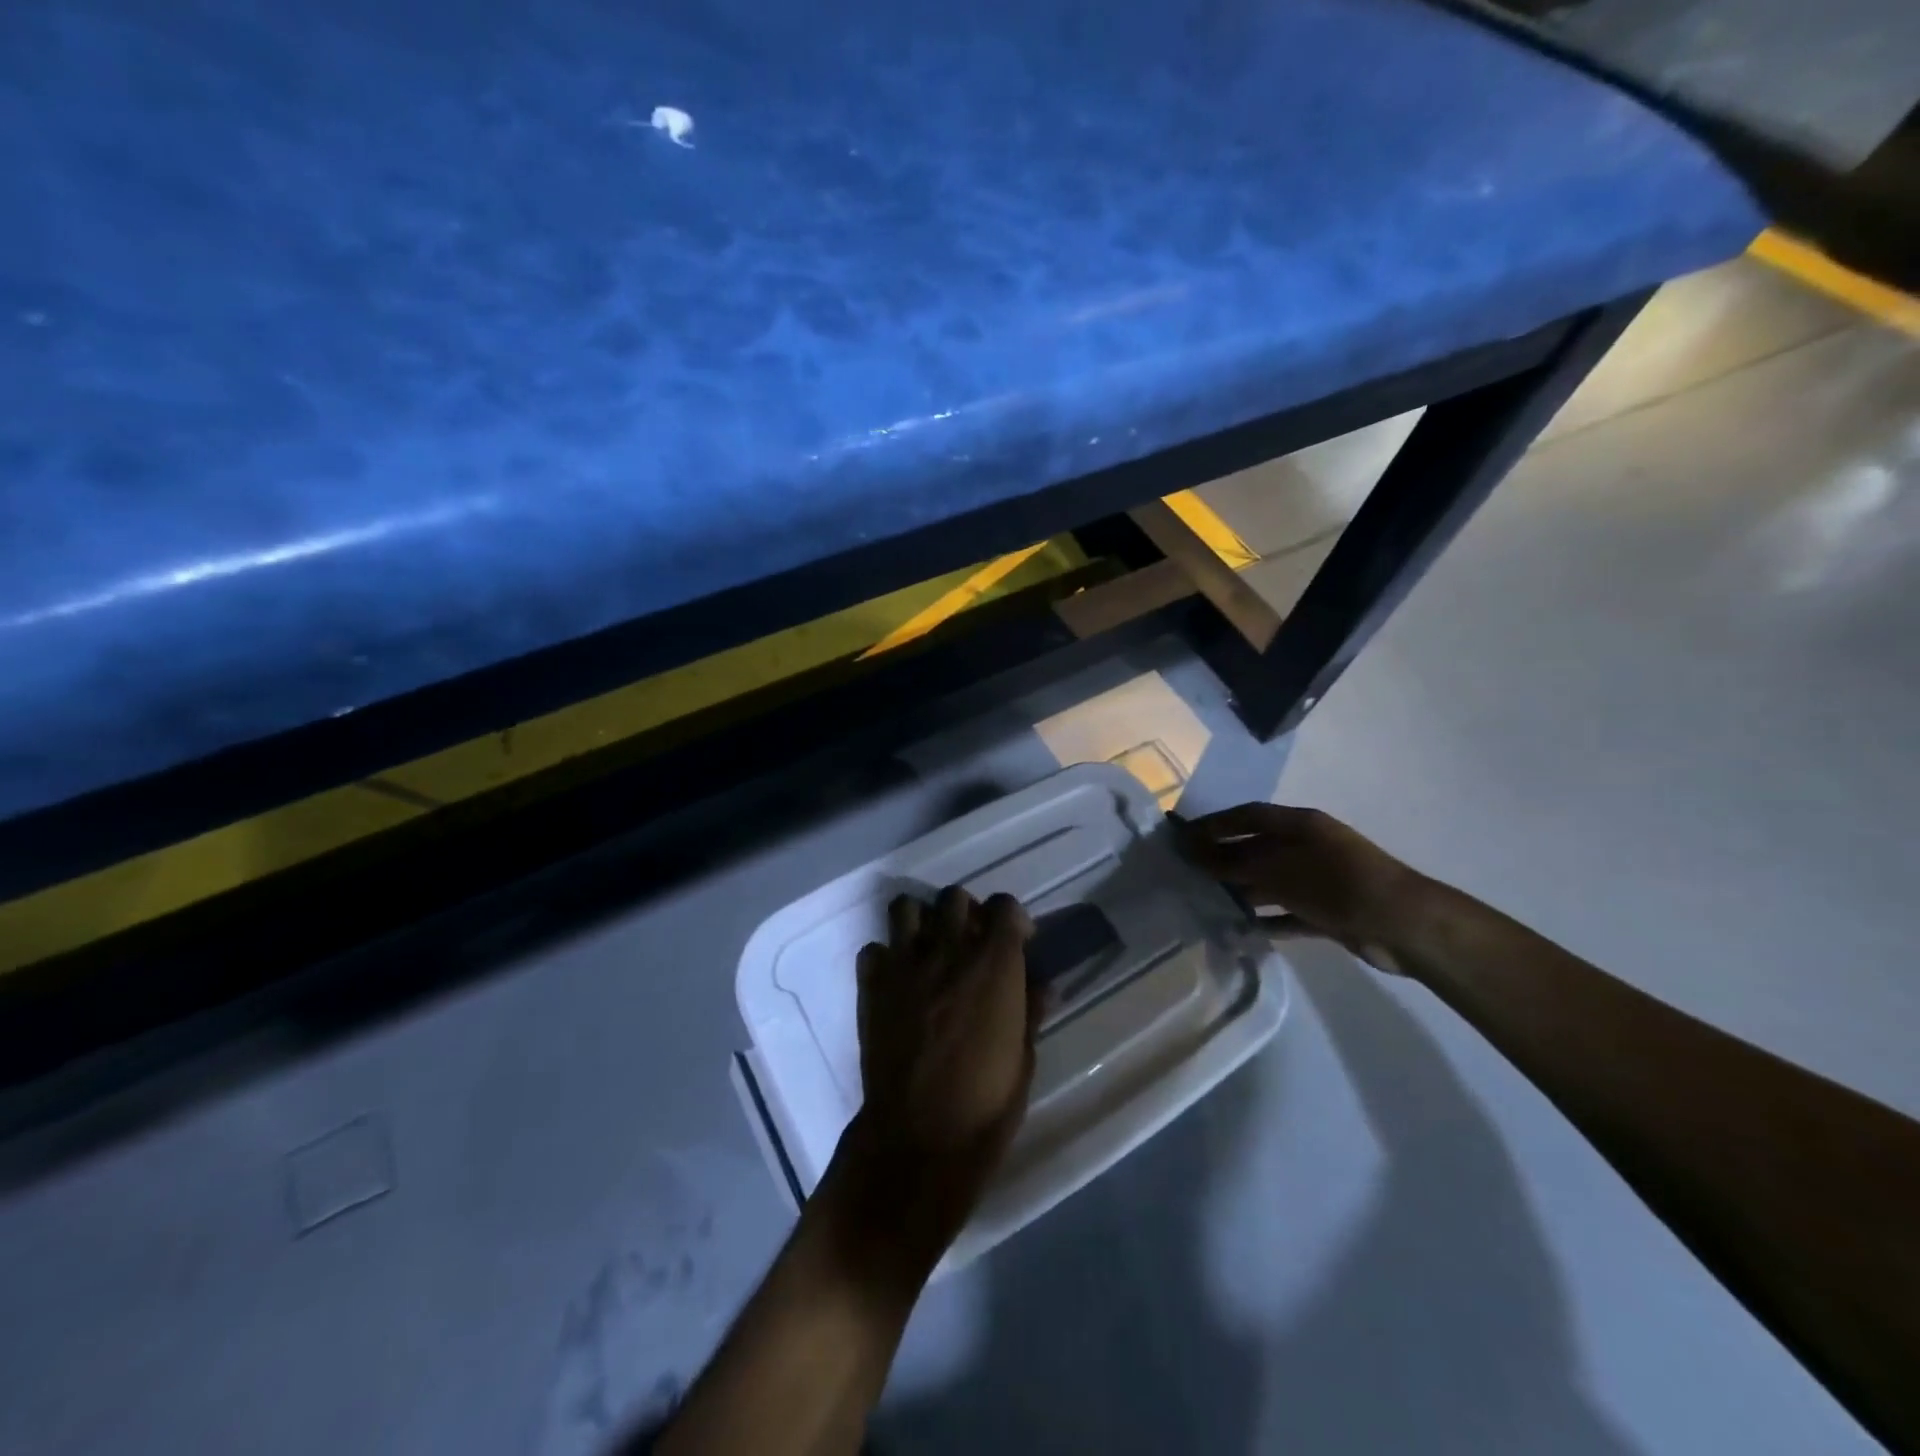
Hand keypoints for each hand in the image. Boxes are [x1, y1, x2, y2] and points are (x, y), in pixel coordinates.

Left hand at [845, 887, 1038, 1240]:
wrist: (921, 1136)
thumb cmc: (987, 1102)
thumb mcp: (1025, 1056)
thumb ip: (1030, 1010)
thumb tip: (1042, 984)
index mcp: (994, 963)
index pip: (1005, 905)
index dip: (1012, 917)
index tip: (1016, 940)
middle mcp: (948, 950)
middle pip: (955, 897)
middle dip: (966, 912)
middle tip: (970, 942)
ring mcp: (905, 964)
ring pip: (906, 908)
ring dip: (921, 921)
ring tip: (929, 948)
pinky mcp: (872, 985)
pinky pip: (874, 950)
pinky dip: (885, 958)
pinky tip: (896, 981)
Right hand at [1180, 804, 1427, 972]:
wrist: (1402, 925)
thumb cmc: (1336, 883)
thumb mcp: (1279, 869)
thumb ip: (1233, 862)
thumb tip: (1192, 853)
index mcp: (1299, 825)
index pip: (1248, 816)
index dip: (1215, 824)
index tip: (1182, 837)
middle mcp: (1307, 847)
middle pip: (1256, 849)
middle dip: (1222, 859)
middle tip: (1186, 873)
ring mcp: (1318, 880)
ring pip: (1269, 882)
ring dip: (1241, 891)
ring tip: (1205, 903)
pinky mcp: (1327, 912)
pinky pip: (1287, 913)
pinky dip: (1266, 920)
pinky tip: (1240, 930)